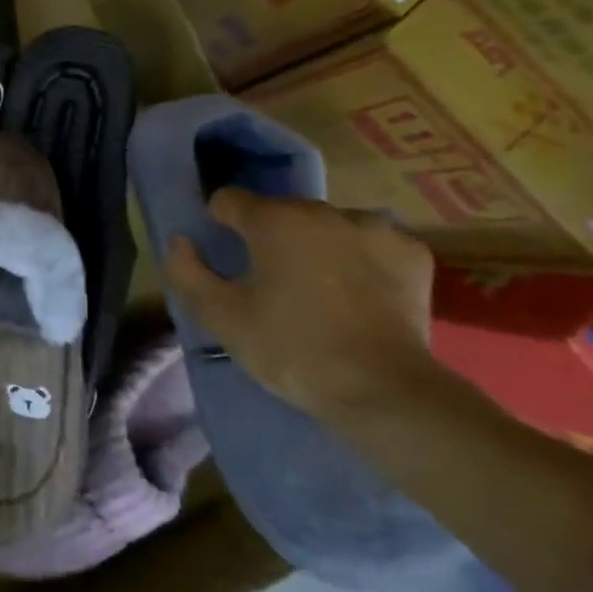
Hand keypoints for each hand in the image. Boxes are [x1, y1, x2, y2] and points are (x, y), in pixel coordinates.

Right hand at [163, 188, 438, 426]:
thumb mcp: (222, 317)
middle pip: (280, 213)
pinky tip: (361, 296)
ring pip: (327, 227)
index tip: (227, 260)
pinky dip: (360, 261)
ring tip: (321, 293)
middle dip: (271, 239)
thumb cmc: (292, 350)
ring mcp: (374, 227)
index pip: (228, 200)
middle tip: (273, 286)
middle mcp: (323, 210)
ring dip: (316, 247)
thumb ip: (187, 272)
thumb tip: (180, 241)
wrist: (384, 391)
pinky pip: (370, 244)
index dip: (220, 226)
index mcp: (274, 219)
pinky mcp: (412, 252)